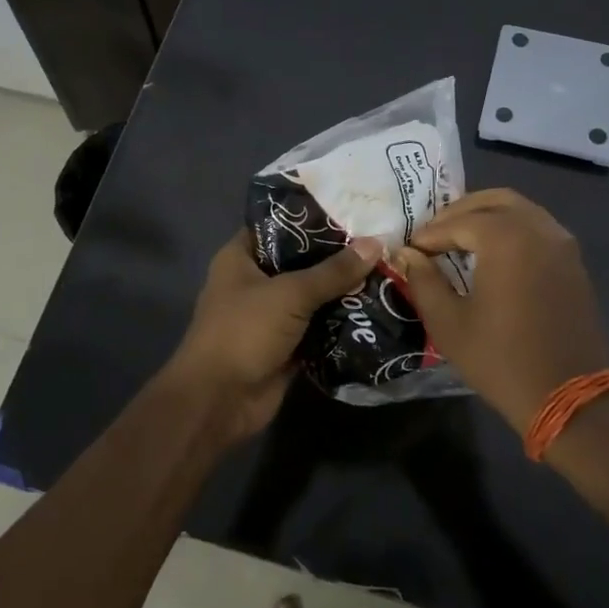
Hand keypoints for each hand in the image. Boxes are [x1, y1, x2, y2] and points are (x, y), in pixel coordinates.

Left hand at [167, 229, 383, 439]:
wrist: (220, 401)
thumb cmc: (244, 331)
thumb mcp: (290, 294)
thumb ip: (333, 271)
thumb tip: (376, 243)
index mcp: (241, 257)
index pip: (278, 225)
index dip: (312, 216)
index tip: (352, 206)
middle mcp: (255, 281)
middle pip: (301, 260)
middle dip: (338, 254)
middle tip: (381, 238)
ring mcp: (271, 315)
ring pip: (313, 295)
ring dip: (344, 289)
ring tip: (388, 268)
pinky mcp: (287, 345)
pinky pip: (320, 326)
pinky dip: (342, 320)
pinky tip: (378, 306)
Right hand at [391, 189, 608, 434]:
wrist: (569, 396)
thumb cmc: (501, 359)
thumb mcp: (449, 323)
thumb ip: (424, 280)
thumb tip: (406, 254)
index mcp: (506, 238)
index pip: (458, 222)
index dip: (430, 234)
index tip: (410, 249)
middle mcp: (538, 229)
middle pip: (494, 201)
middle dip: (460, 212)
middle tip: (435, 233)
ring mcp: (562, 244)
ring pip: (521, 210)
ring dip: (488, 216)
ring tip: (460, 239)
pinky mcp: (574, 263)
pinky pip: (539, 228)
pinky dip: (512, 229)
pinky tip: (493, 254)